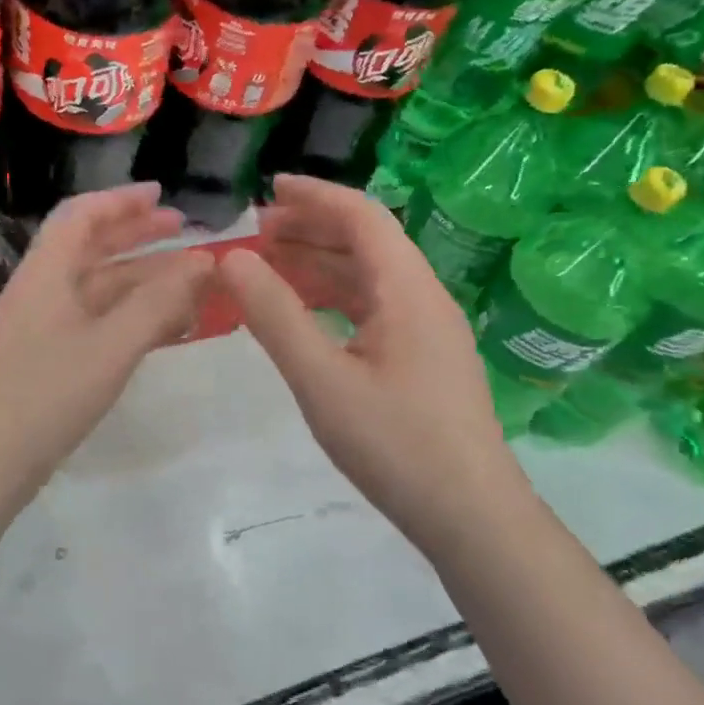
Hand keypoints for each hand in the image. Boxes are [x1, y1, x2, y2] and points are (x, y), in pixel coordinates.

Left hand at [0, 183, 213, 513]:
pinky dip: (128, 318)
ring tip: (187, 282)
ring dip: (139, 281)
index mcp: (46, 274)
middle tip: (183, 232)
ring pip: (96, 291)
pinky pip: (93, 325)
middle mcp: (40, 293)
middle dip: (137, 236)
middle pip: (90, 249)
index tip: (162, 195)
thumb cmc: (46, 396)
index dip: (122, 200)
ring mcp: (40, 331)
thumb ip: (159, 303)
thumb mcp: (111, 346)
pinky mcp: (44, 364)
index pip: (81, 216)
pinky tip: (159, 330)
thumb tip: (203, 262)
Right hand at [218, 175, 527, 552]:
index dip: (313, 196)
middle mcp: (423, 298)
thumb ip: (275, 316)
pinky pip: (375, 312)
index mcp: (407, 289)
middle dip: (311, 230)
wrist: (470, 514)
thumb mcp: (322, 380)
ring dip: (322, 266)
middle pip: (367, 243)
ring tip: (270, 269)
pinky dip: (336, 302)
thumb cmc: (396, 444)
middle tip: (257, 234)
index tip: (267, 190)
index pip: (361, 216)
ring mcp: (428, 332)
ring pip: (370, 280)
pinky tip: (307, 318)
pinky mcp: (425, 362)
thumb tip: (233, 259)